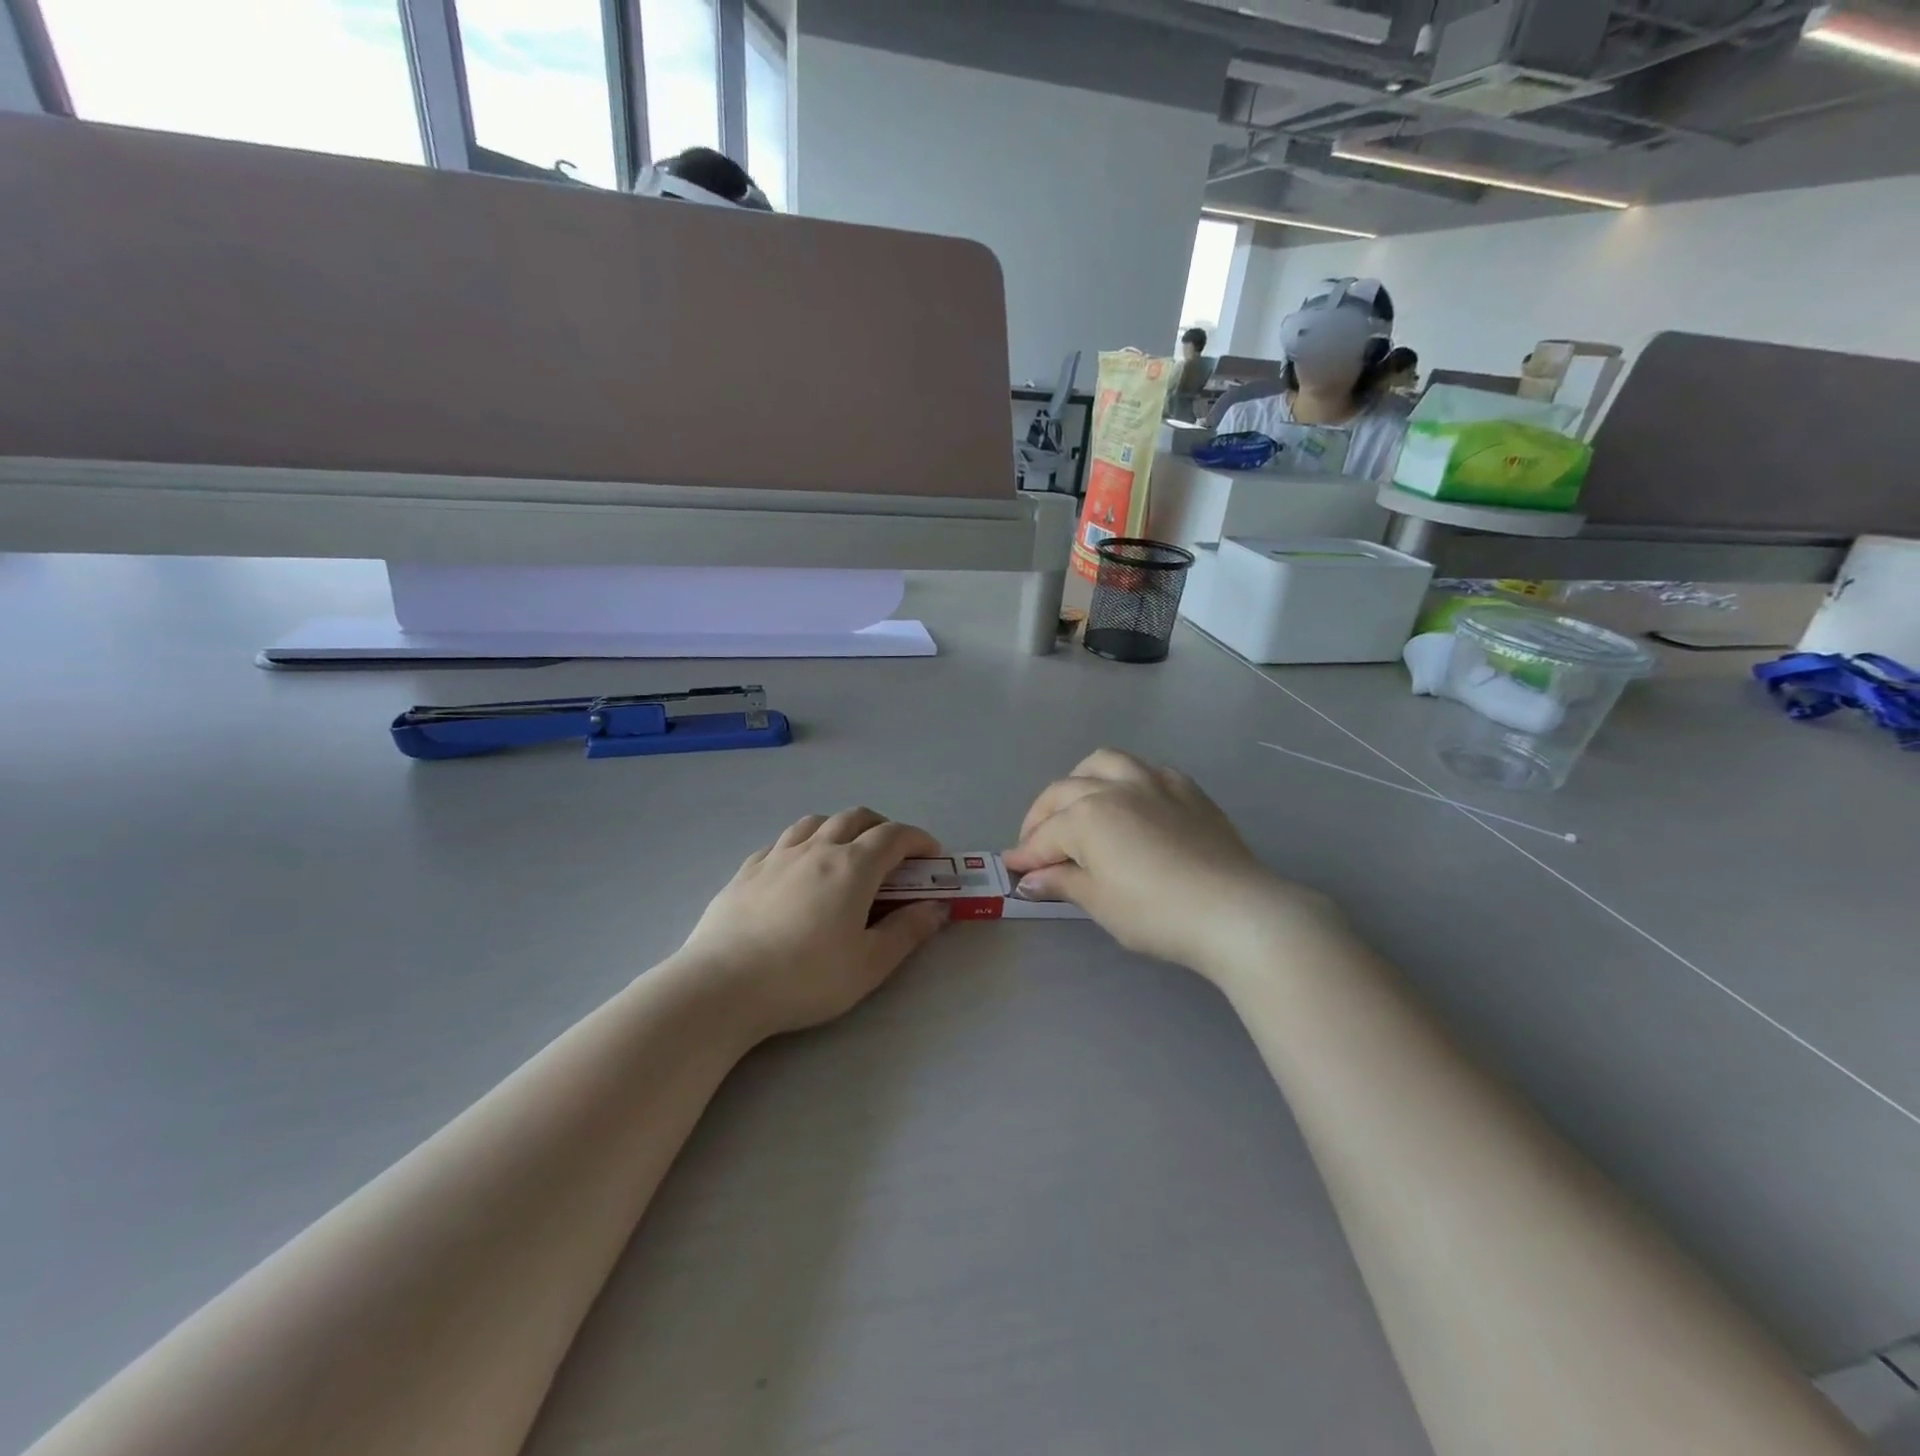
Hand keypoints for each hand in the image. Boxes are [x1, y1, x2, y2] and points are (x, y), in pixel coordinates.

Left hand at [673, 808, 948, 1039]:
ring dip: (841, 827)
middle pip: (856, 817)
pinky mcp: (747, 869)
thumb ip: (907, 931)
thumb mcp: (869, 964)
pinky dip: (804, 842)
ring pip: (816, 821)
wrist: (722, 985)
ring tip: (846, 852)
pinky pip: (783, 841)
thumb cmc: (805, 977)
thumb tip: (937, 907)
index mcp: (852, 867)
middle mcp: (817, 848)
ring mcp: (777, 855)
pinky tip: (799, 867)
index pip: (894, 836)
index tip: (932, 855)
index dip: (919, 840)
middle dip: (883, 827)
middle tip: (894, 854)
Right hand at [1003, 748, 1332, 973]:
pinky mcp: (1187, 789)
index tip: (1012, 870)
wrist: (1235, 911)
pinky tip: (1130, 803)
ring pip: (1104, 762)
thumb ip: (1062, 882)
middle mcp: (1115, 786)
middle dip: (1042, 816)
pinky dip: (1125, 780)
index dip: (1026, 855)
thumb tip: (1031, 879)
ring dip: (1080, 781)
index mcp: (1087, 815)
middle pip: (1065, 792)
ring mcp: (1154, 781)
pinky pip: (1145, 770)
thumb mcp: (1100, 902)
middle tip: (1035, 846)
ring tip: (1077, 805)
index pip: (1045, 835)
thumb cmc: (1156, 912)